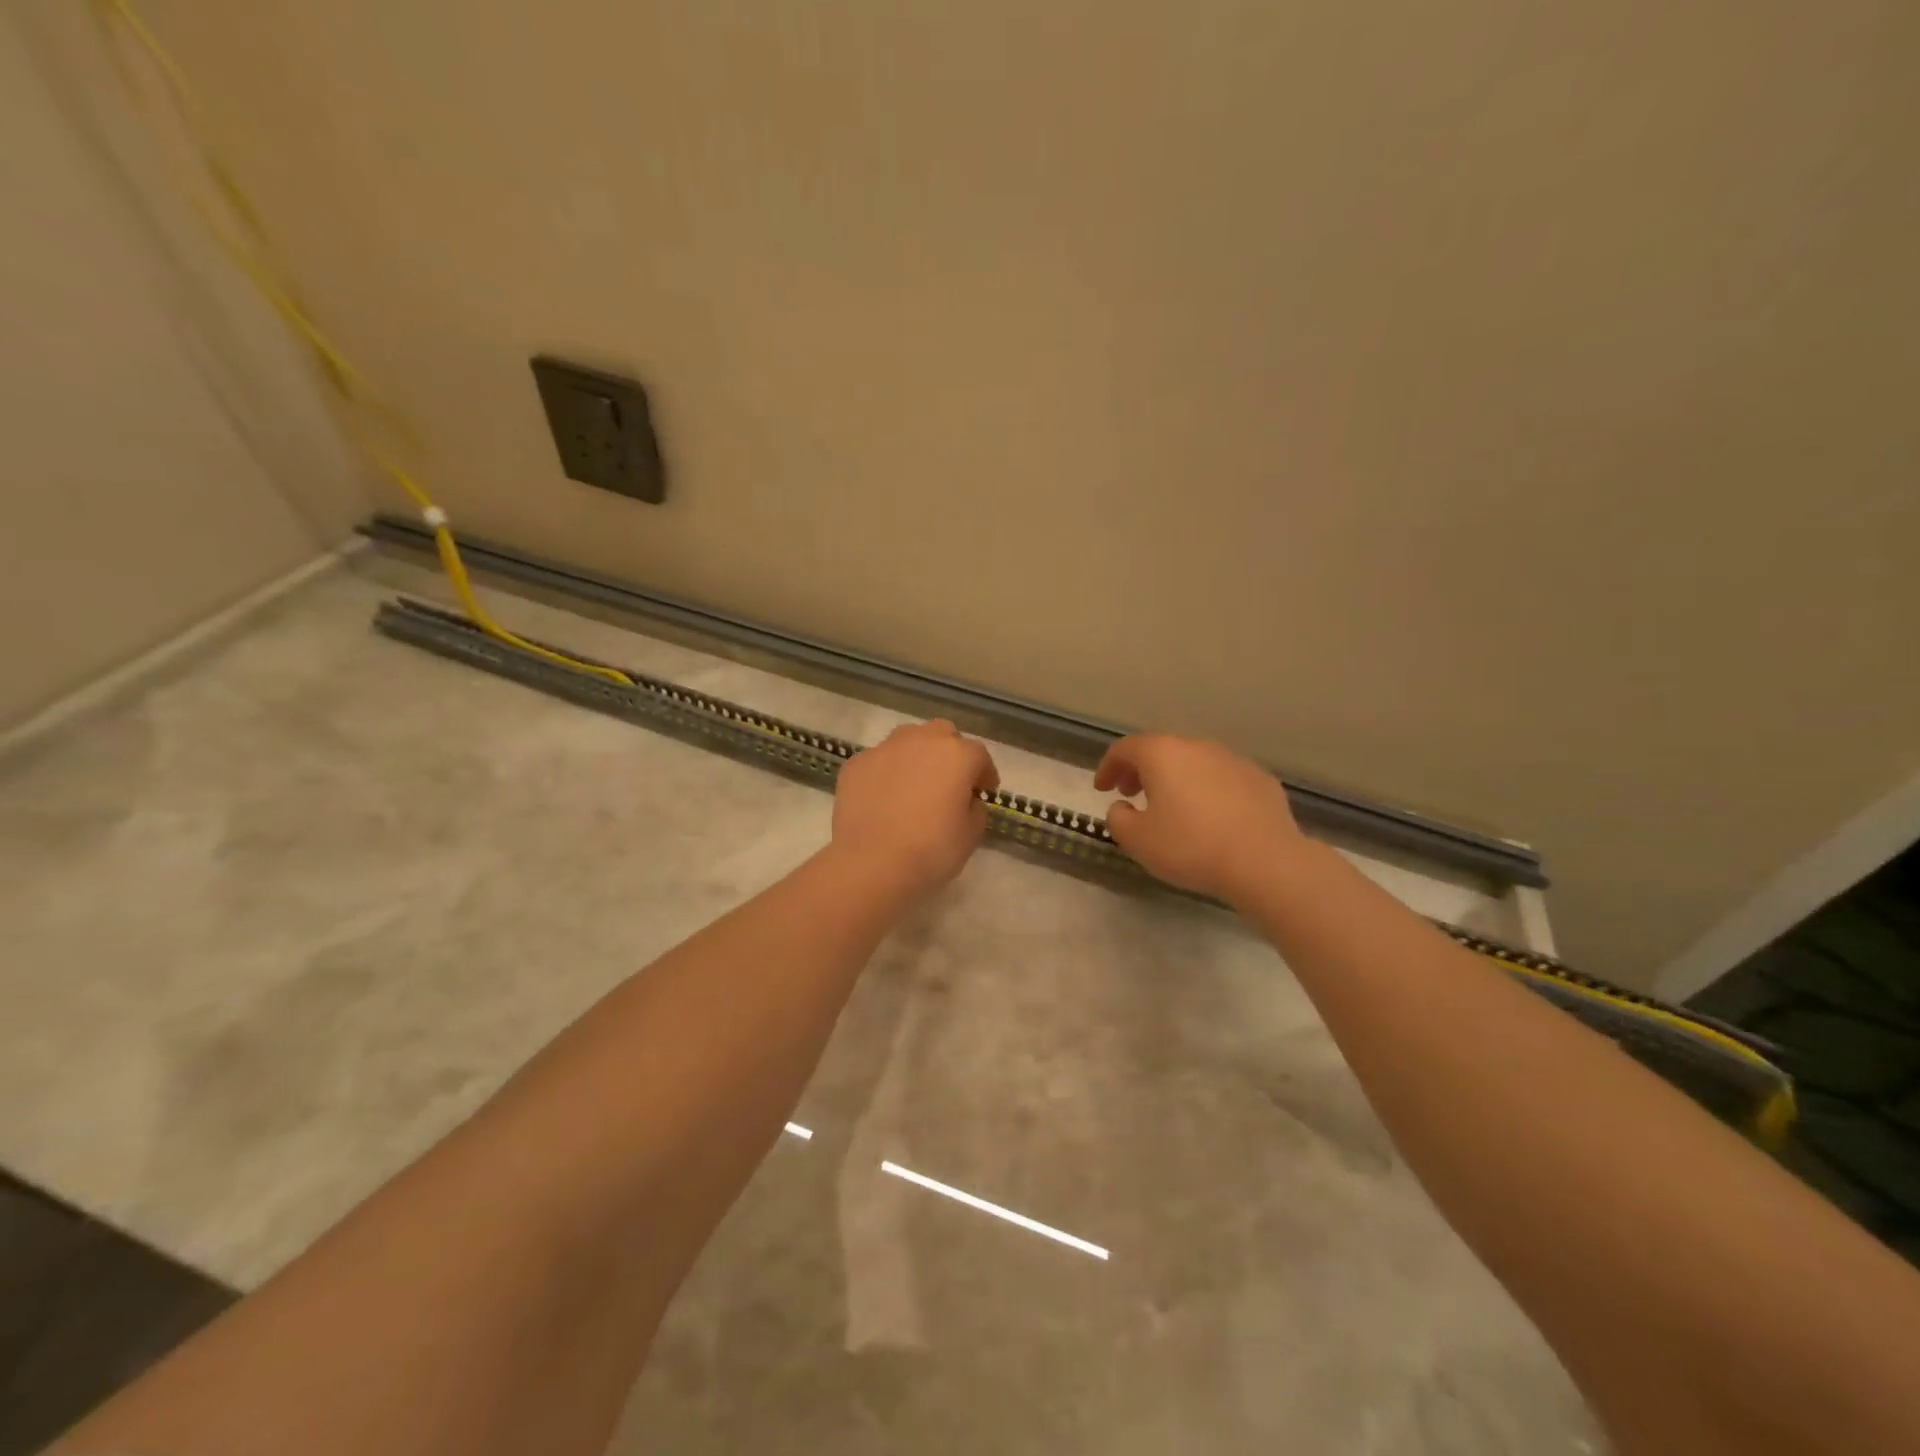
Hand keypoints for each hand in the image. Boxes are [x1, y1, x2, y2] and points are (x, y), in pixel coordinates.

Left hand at [831, 720, 1000, 897]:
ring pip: (908, 740)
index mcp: (957, 755)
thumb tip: (966, 800)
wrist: (871, 863)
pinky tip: (884, 797)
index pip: (979, 755)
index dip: (985, 773)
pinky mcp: (857, 764)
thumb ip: (975, 809)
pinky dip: (887, 772)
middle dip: (950, 752)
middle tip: (950, 780)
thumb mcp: (971, 835)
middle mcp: (921, 741)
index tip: (985, 790)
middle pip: (943, 734)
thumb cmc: (931, 850)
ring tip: (915, 783)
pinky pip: (880, 761)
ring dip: (917, 755)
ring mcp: (885, 749)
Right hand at [1093, 734, 1308, 903]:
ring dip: (1176, 779)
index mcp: (1162, 754)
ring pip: (1193, 762)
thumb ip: (1118, 819)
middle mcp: (1197, 747)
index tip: (1102, 788)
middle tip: (1131, 794)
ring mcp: (1232, 760)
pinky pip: (1222, 779)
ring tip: (1171, 807)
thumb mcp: (1137, 840)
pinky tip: (1210, 817)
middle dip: (1141, 770)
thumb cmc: (1190, 846)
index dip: (1108, 767)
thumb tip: (1122, 807)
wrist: (1264, 861)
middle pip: (1160, 750)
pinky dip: (1207, 790)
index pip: (1125, 749)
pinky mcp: (1260, 779)